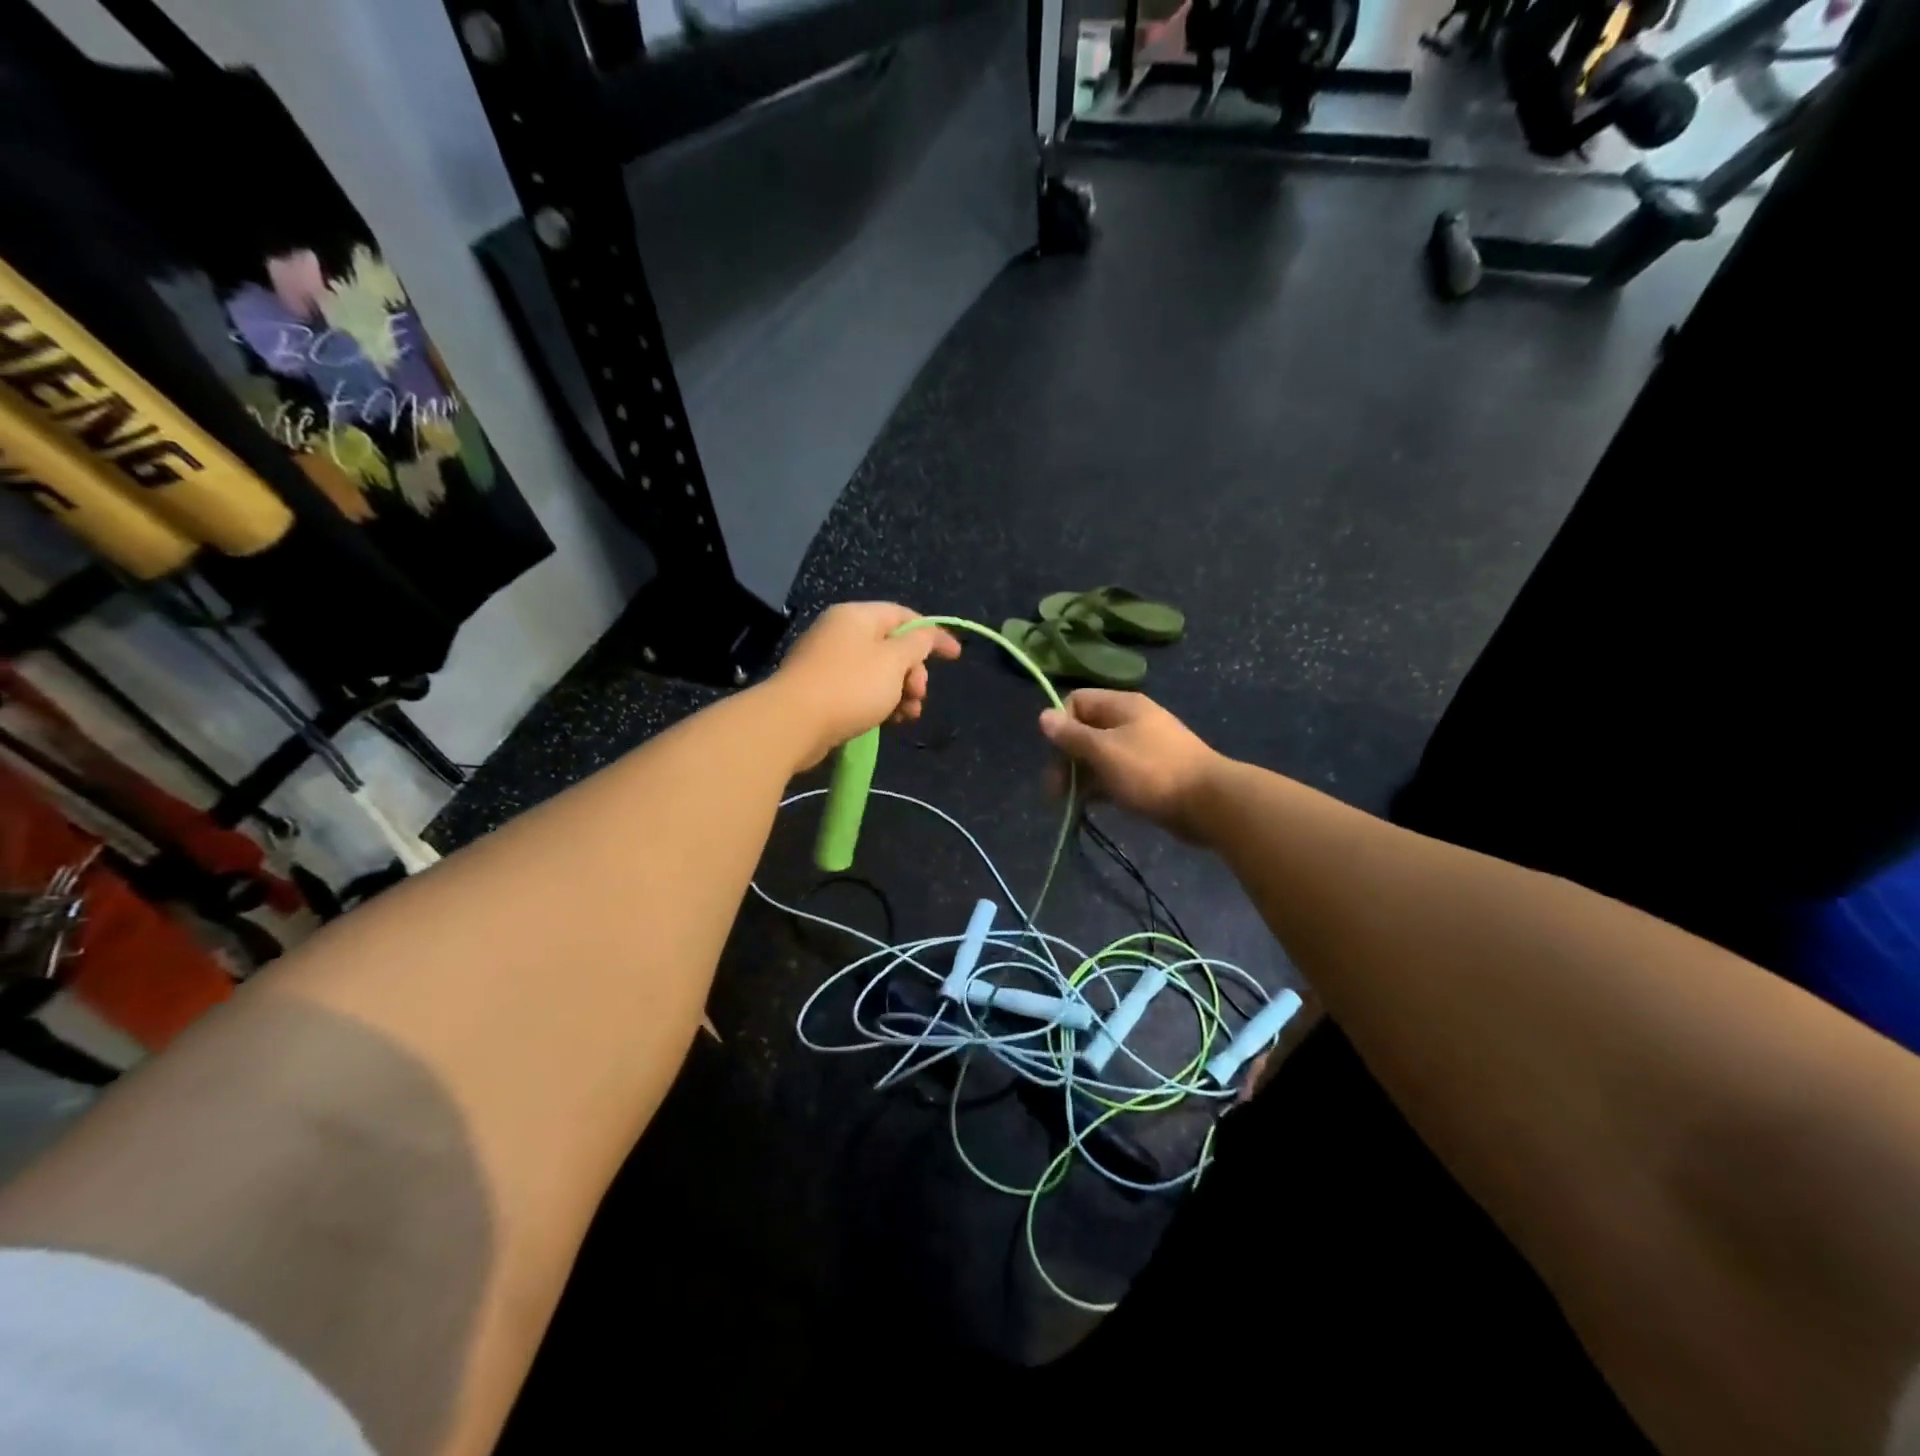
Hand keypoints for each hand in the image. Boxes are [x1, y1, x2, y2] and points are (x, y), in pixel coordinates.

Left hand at [770, 602, 961, 769]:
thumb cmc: (851, 686)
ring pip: (877, 671)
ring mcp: (827, 661)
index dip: (933, 634)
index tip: (955, 656)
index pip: (904, 616)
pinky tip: (889, 722)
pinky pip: (860, 689)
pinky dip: (879, 701)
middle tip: (919, 694)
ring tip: (908, 715)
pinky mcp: (820, 689)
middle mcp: (841, 632)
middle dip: (913, 671)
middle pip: (891, 646)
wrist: (794, 722)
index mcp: (857, 616)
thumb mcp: (894, 662)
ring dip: (900, 692)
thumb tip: (924, 636)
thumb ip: (916, 645)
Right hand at [1038, 690, 1223, 838]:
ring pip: (1100, 756)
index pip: (1076, 702)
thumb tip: (1043, 716)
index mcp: (1121, 705)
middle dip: (1066, 759)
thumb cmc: (1151, 771)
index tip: (1057, 754)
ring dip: (1082, 777)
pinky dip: (1102, 787)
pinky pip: (1116, 774)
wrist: (1209, 802)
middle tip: (1056, 792)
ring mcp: (1143, 747)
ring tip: (1072, 804)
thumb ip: (1071, 735)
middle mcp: (1131, 721)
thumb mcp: (1104, 751)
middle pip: (1085, 731)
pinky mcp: (1151, 773)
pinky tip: (1093, 807)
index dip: (1061, 725)